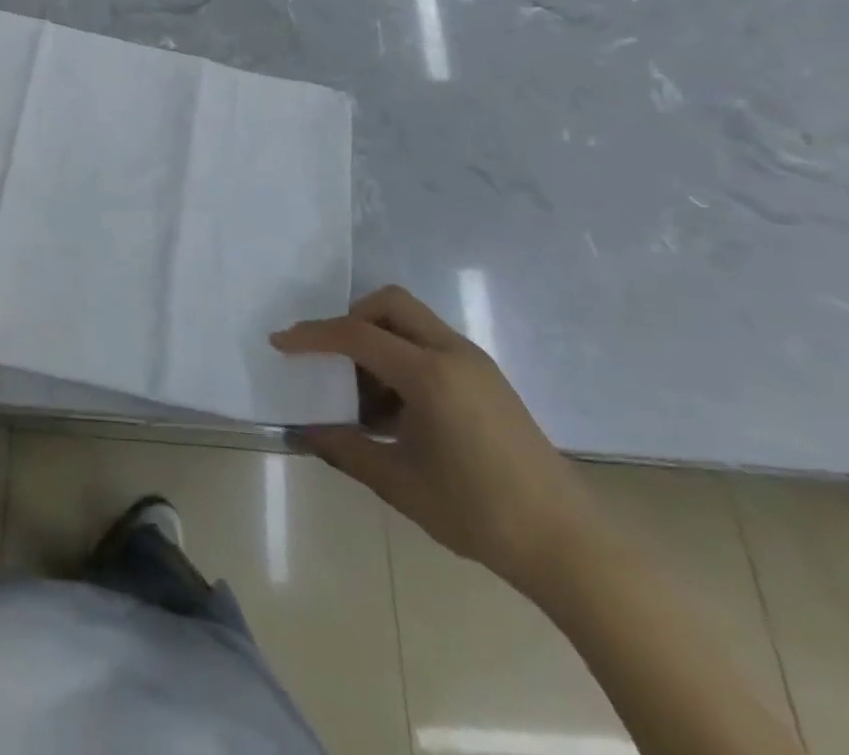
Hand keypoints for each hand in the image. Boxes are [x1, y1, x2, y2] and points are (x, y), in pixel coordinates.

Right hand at [272, 285, 602, 595]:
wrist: (568, 545)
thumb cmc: (479, 513)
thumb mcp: (400, 484)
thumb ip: (346, 449)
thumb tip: (303, 431)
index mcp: (429, 374)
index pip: (356, 333)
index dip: (312, 335)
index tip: (280, 343)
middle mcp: (452, 353)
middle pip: (389, 303)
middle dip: (351, 318)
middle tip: (332, 358)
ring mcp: (474, 363)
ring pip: (412, 320)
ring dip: (379, 340)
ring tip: (367, 398)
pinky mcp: (487, 378)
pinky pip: (431, 344)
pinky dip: (403, 357)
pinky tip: (399, 411)